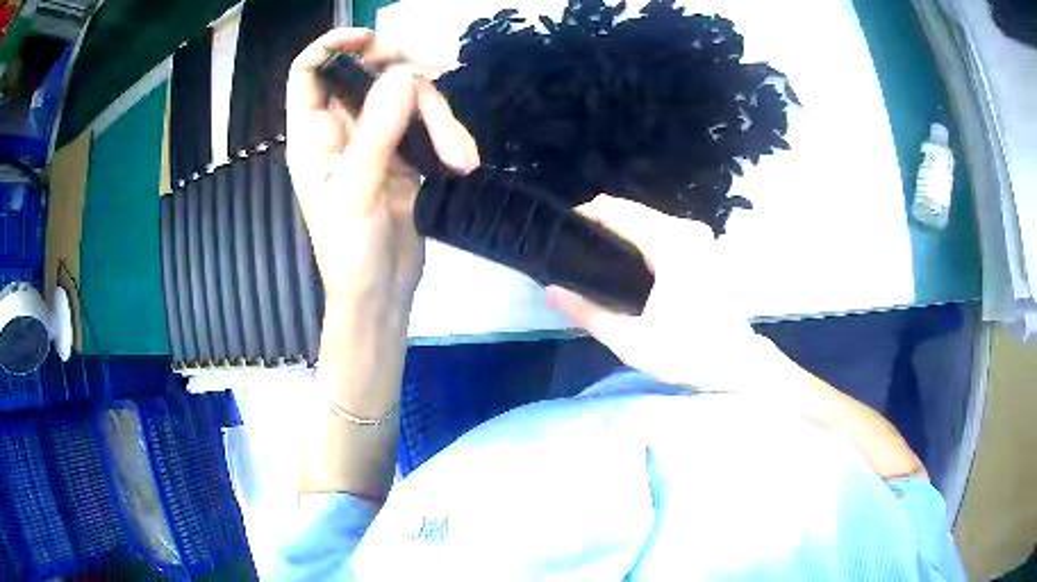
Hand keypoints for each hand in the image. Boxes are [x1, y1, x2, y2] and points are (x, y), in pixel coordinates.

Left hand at [286, 28, 478, 306]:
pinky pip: (429, 124)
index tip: (370, 40)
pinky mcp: (405, 152)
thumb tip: (404, 75)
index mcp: (313, 135)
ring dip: (440, 120)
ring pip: (408, 97)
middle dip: (404, 76)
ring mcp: (376, 138)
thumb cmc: (350, 251)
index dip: (331, 46)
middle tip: (433, 88)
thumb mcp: (358, 189)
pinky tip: (462, 163)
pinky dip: (449, 136)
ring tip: (458, 159)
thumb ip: (378, 130)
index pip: (308, 72)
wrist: (382, 292)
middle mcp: (342, 128)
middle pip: (369, 74)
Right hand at [546, 195, 775, 392]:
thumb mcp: (630, 341)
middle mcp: (687, 231)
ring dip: (622, 231)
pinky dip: (642, 238)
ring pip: (648, 218)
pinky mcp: (705, 246)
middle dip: (601, 224)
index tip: (562, 233)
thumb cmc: (687, 354)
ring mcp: (700, 236)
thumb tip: (552, 290)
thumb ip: (587, 313)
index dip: (585, 215)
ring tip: (599, 259)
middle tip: (577, 253)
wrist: (736, 363)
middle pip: (632, 210)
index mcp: (670, 246)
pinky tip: (631, 264)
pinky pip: (664, 229)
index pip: (616, 210)